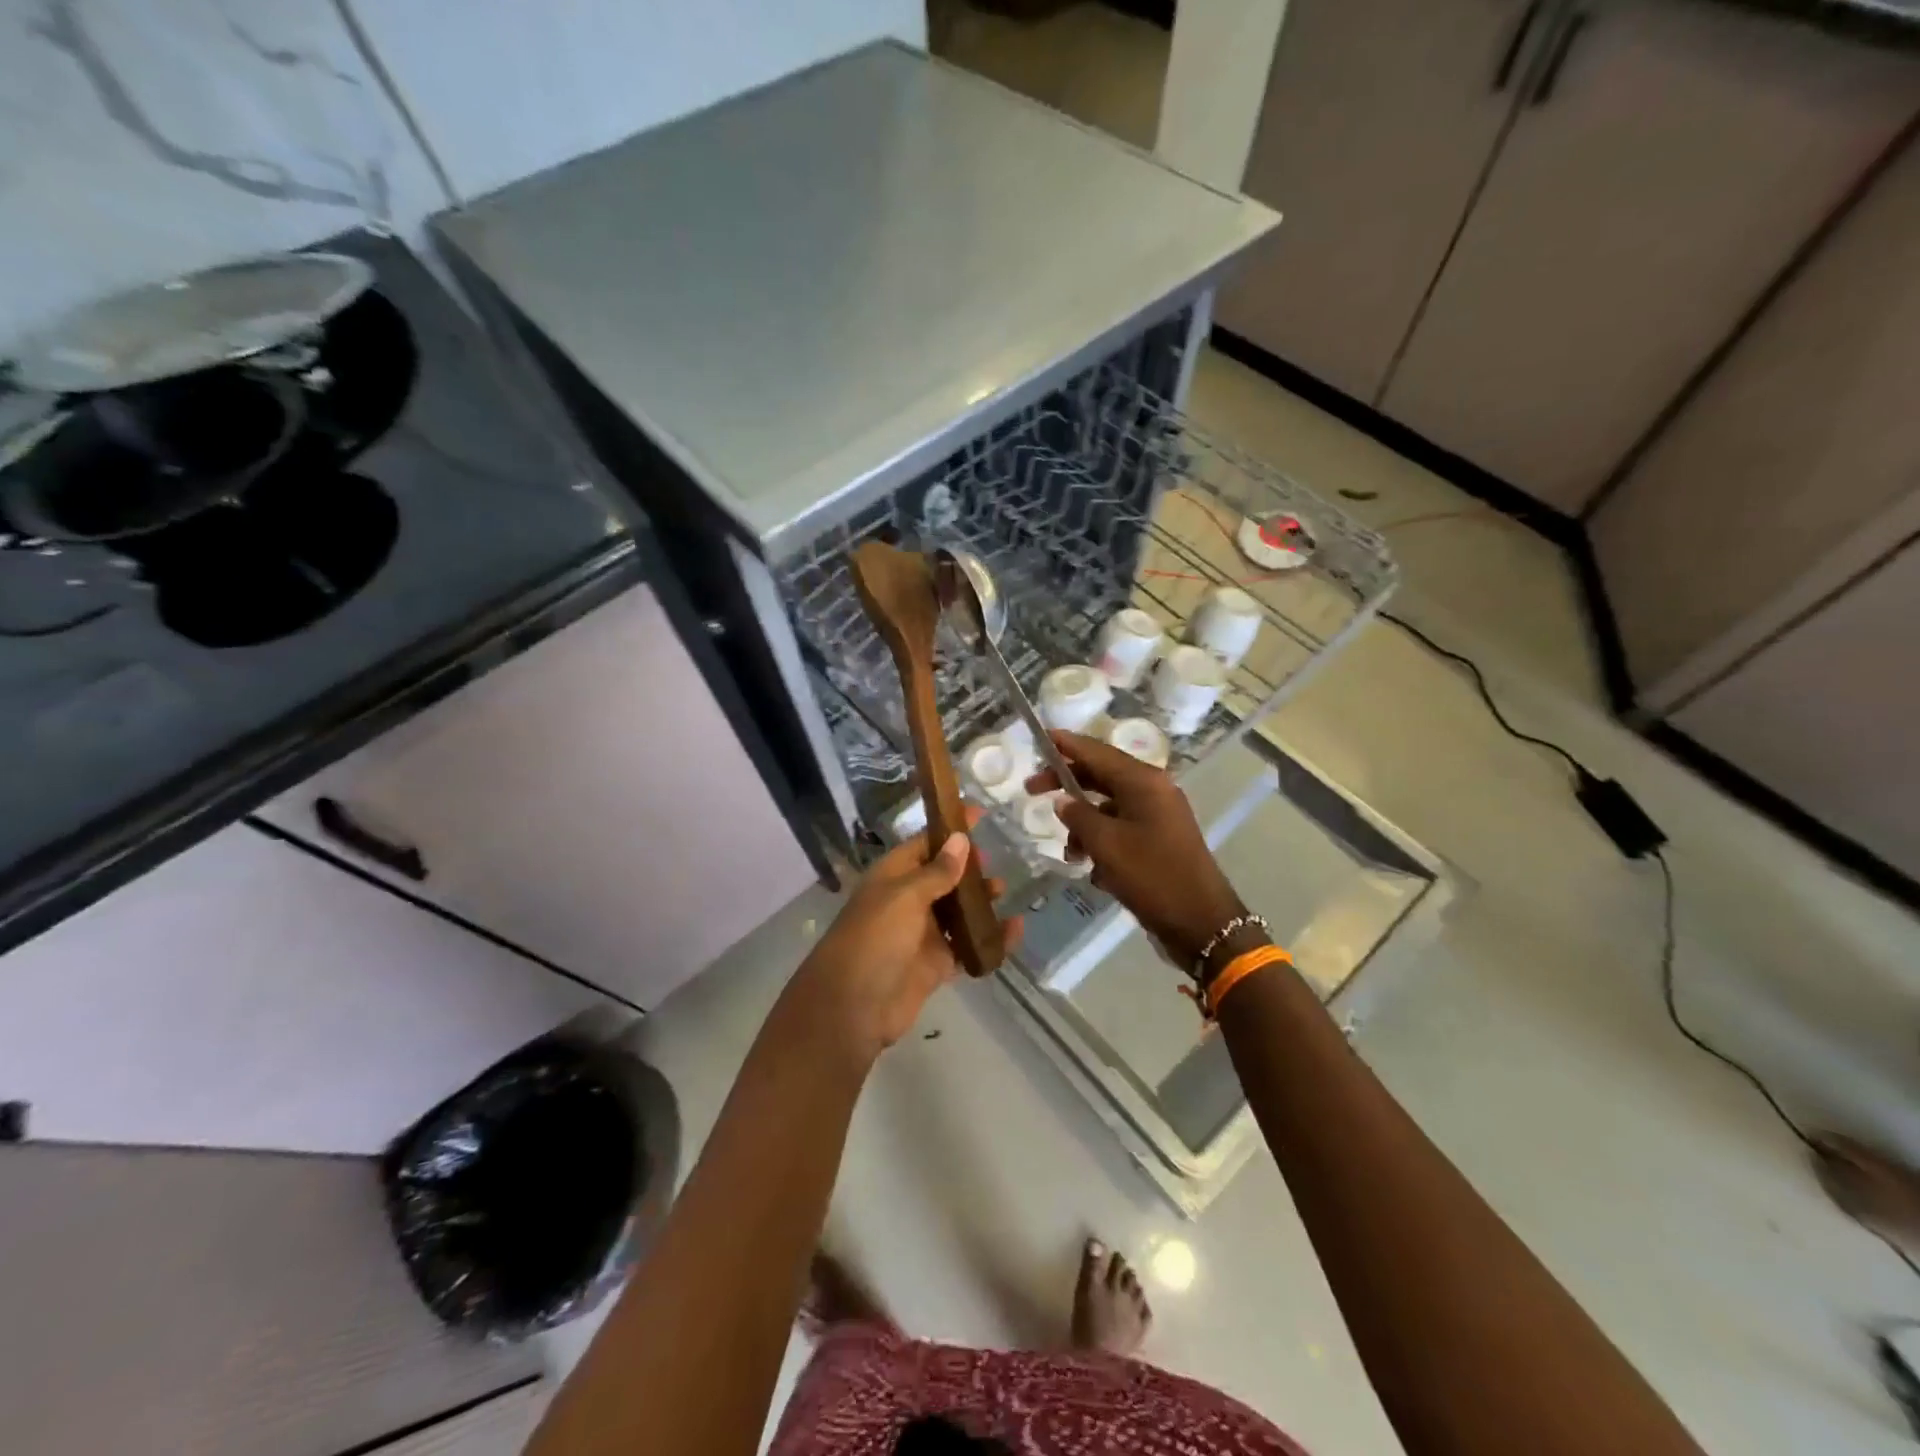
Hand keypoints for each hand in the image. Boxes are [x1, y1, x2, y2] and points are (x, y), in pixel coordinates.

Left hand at [798, 807, 1021, 1057]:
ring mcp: (921, 934)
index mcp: (893, 876)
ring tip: (1002, 891)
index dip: (950, 829)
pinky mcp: (935, 964)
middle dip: (968, 868)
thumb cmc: (874, 939)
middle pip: (943, 876)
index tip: (979, 814)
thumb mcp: (905, 896)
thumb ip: (937, 871)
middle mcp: (907, 901)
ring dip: (979, 901)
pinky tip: (1014, 930)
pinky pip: (967, 946)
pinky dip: (990, 938)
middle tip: (994, 861)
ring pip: (956, 911)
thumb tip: (960, 839)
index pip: (925, 843)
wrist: (852, 1008)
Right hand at [1027, 732, 1244, 967]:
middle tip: (1032, 791)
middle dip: (1067, 784)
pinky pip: (1121, 829)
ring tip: (1070, 853)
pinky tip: (1092, 869)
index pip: (1098, 751)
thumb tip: (1063, 801)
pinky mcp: (1159, 840)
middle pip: (1101, 775)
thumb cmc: (1152, 876)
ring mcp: (1158, 816)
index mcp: (1144, 782)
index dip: (1068, 744)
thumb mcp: (1106, 844)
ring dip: (1083, 824)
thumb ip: (1078, 816)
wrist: (1201, 922)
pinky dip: (1102, 841)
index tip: (1041, 737)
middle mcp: (1153, 791)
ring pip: (1108, 806)